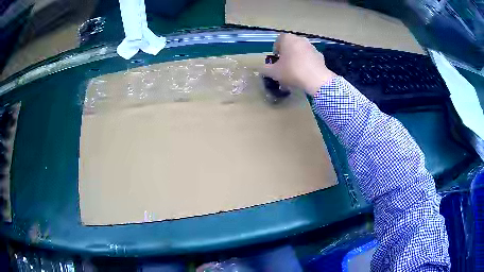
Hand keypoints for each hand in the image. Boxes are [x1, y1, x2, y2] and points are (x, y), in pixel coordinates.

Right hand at [261, 33, 336, 95]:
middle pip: (291, 45)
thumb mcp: (274, 72)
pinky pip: (310, 58)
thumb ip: (265, 69)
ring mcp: (312, 47)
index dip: (276, 49)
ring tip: (295, 72)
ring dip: (297, 58)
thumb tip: (261, 69)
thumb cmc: (292, 71)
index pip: (279, 40)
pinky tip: (306, 74)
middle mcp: (300, 39)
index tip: (276, 59)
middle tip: (284, 66)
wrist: (316, 79)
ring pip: (301, 51)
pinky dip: (307, 63)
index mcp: (288, 39)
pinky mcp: (320, 56)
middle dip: (287, 54)